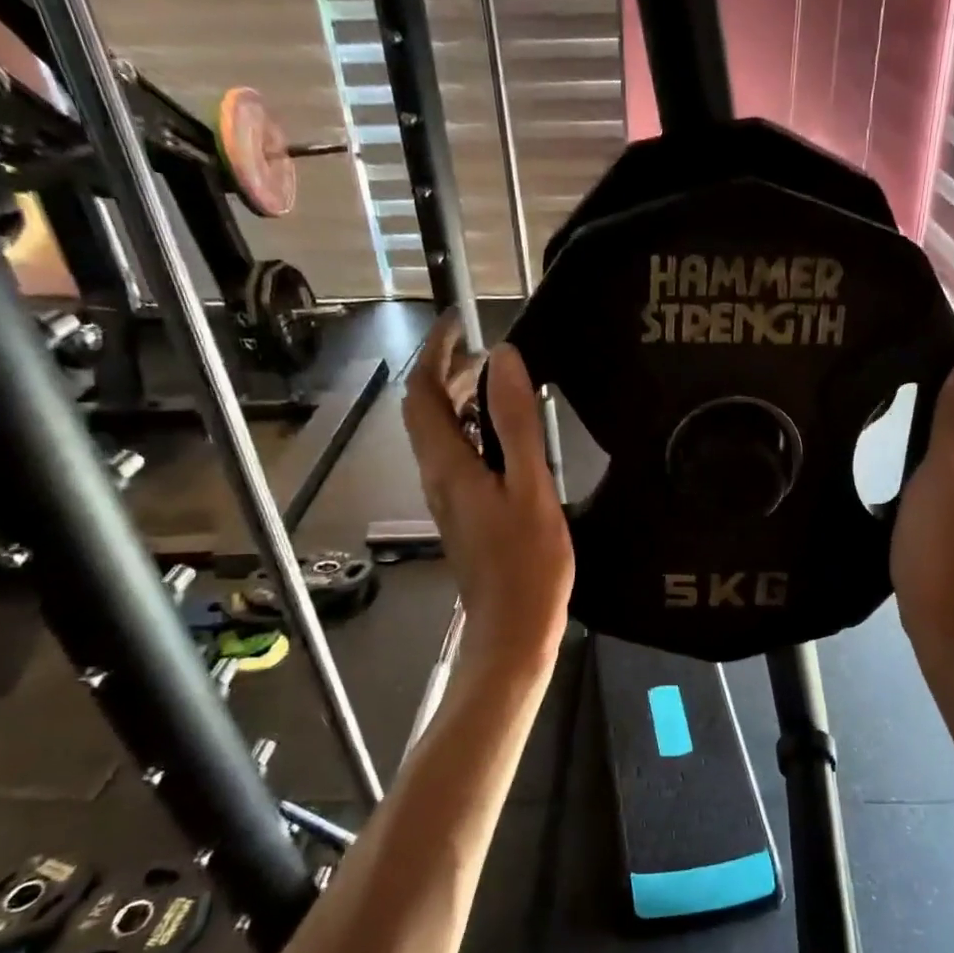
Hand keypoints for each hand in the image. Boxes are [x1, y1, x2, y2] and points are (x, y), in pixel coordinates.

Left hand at [402, 311, 572, 667]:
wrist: (513, 628)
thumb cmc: (528, 562)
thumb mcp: (530, 486)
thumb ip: (515, 422)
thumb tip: (502, 358)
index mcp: (447, 465)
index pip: (423, 392)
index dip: (436, 352)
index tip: (461, 323)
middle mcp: (436, 477)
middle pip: (426, 411)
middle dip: (448, 372)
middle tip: (490, 352)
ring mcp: (447, 498)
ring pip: (440, 434)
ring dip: (460, 401)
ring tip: (502, 385)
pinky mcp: (462, 514)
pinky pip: (456, 457)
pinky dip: (473, 431)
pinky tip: (507, 438)